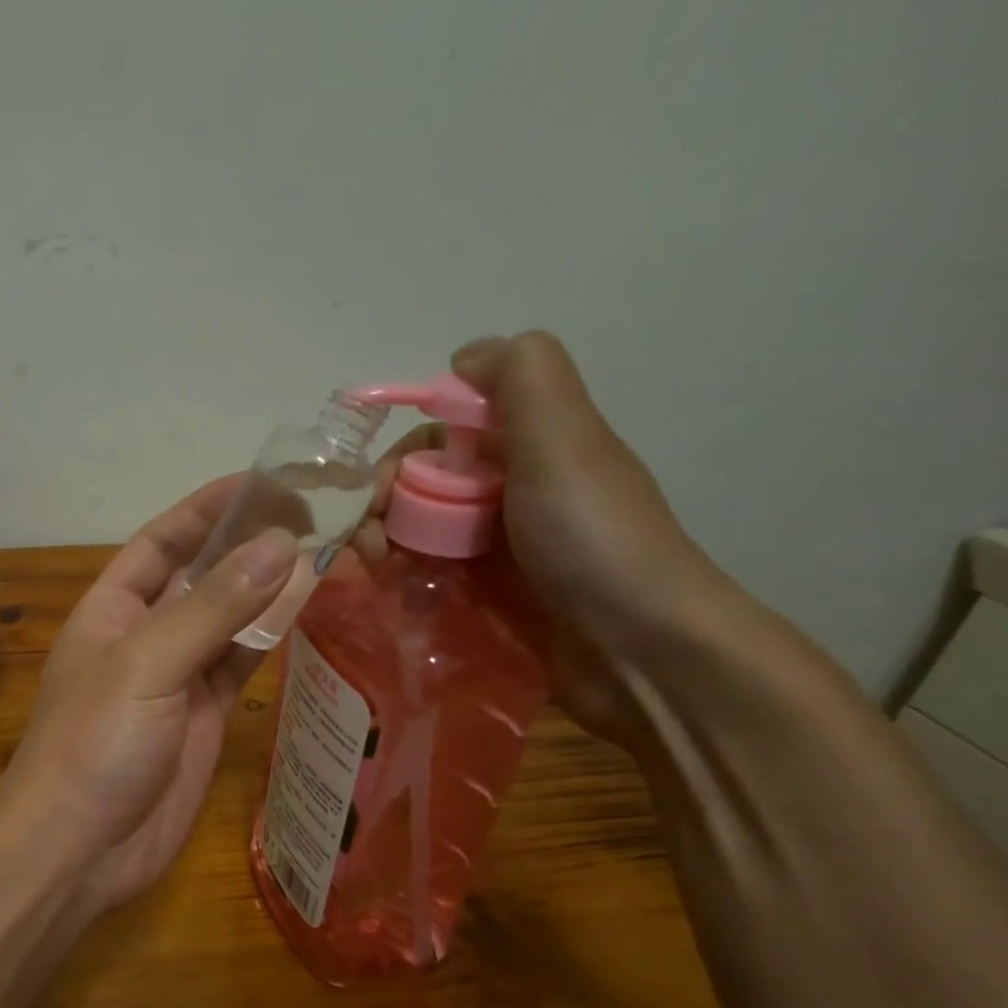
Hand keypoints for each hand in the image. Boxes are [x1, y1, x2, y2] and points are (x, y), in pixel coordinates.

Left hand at [0, 481, 297, 913]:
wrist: (79, 850)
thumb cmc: (94, 745)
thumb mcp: (146, 665)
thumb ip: (212, 608)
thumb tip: (280, 544)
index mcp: (112, 608)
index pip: (163, 540)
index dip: (208, 508)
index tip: (266, 481)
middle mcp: (145, 634)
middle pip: (203, 576)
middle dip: (250, 545)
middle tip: (319, 515)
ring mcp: (177, 677)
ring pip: (231, 619)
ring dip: (271, 589)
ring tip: (330, 552)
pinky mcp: (206, 717)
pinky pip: (243, 664)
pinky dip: (272, 638)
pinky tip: (310, 611)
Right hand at [356, 331, 737, 746]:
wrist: (639, 651)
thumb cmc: (591, 538)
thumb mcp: (563, 438)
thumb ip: (521, 378)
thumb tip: (463, 356)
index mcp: (527, 447)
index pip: (439, 435)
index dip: (400, 456)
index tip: (376, 494)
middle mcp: (509, 491)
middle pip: (420, 486)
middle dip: (381, 507)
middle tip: (368, 546)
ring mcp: (498, 549)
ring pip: (418, 532)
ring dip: (385, 546)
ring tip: (377, 574)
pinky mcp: (488, 598)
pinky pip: (430, 576)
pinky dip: (405, 581)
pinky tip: (398, 597)